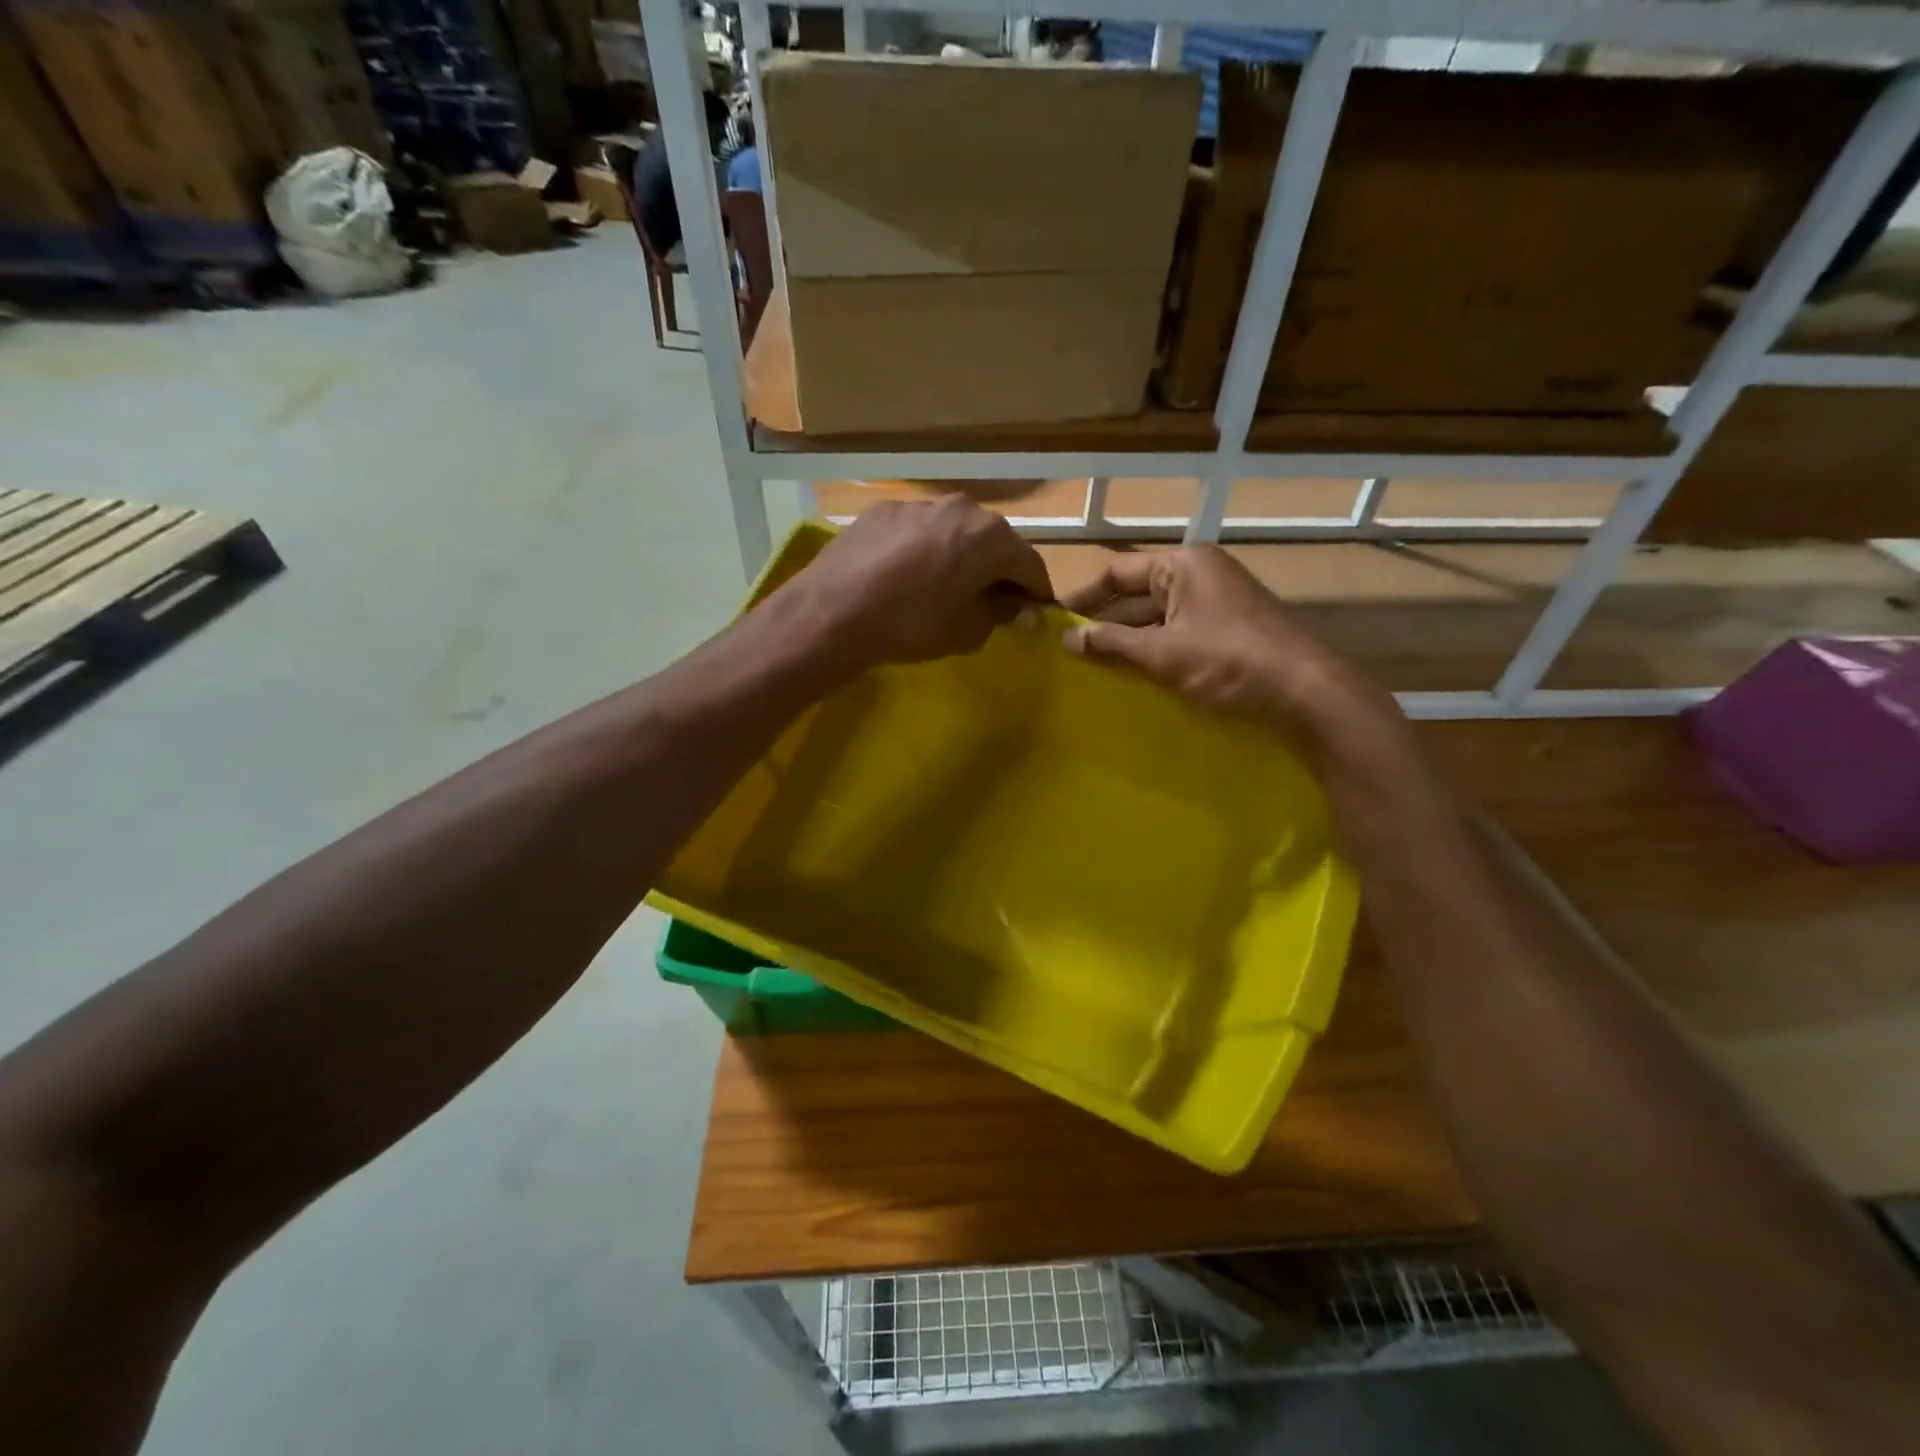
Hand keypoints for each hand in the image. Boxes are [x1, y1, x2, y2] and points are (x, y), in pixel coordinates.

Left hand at [778, 498, 1053, 671]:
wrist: (834, 612)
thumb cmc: (912, 625)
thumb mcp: (967, 631)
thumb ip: (1001, 613)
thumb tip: (1016, 605)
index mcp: (991, 536)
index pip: (1031, 565)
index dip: (1036, 592)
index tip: (1035, 612)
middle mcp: (961, 508)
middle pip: (993, 542)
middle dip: (997, 570)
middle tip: (989, 600)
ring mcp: (919, 504)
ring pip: (953, 531)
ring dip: (958, 556)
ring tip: (943, 586)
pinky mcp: (884, 510)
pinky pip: (918, 531)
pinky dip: (922, 550)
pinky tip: (904, 576)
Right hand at [1060, 546, 1405, 763]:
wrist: (1304, 691)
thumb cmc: (1228, 662)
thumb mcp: (1162, 653)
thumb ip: (1111, 644)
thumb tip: (1067, 640)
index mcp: (1183, 563)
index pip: (1117, 571)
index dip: (1084, 596)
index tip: (1055, 620)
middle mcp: (1200, 572)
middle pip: (1136, 593)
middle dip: (1105, 621)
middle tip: (1069, 649)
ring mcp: (1217, 599)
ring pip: (1157, 615)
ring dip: (1128, 638)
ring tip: (1092, 665)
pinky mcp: (1228, 626)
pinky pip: (1178, 631)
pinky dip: (1155, 649)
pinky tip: (1133, 674)